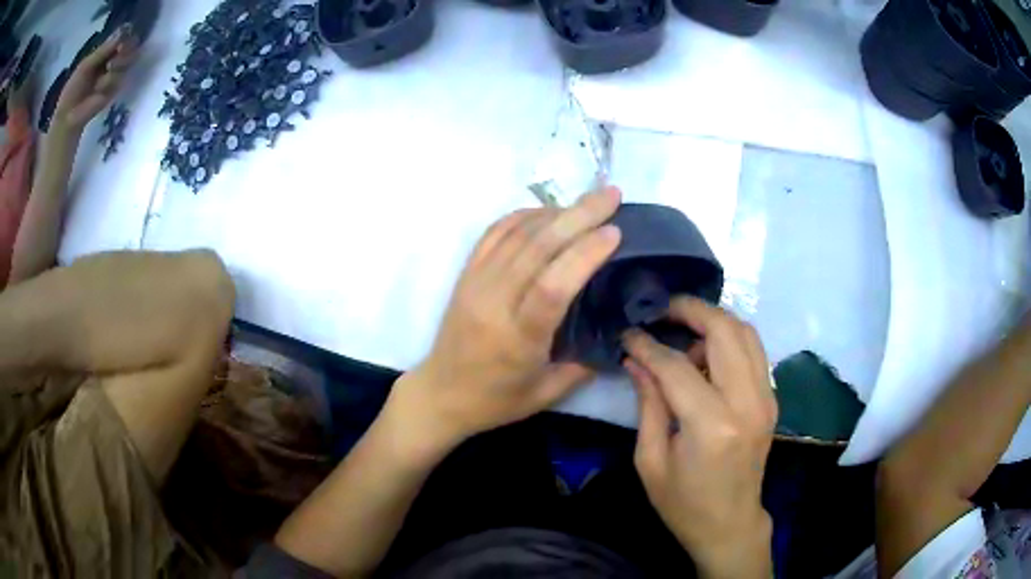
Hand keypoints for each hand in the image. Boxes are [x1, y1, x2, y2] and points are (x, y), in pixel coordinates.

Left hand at [53, 25, 138, 133]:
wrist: (68, 117)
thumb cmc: (72, 90)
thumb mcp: (85, 65)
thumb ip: (102, 51)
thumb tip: (121, 35)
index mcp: (103, 54)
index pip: (119, 39)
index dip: (123, 36)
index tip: (123, 36)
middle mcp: (111, 61)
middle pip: (128, 47)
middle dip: (126, 48)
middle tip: (119, 51)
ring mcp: (113, 76)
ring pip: (127, 61)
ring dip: (119, 64)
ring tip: (106, 72)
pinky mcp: (114, 91)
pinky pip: (119, 79)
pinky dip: (109, 82)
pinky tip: (100, 90)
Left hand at [387, 187, 622, 451]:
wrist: (440, 393)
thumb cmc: (495, 400)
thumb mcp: (546, 394)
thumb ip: (583, 365)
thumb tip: (614, 331)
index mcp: (517, 338)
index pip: (553, 286)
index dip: (584, 253)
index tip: (614, 231)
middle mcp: (493, 303)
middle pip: (537, 248)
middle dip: (578, 215)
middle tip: (611, 195)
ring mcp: (475, 283)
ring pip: (516, 234)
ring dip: (555, 211)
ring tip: (587, 201)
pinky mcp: (465, 275)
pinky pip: (493, 234)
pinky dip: (522, 216)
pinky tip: (546, 211)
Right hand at [623, 297, 776, 578]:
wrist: (730, 525)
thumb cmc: (683, 504)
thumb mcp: (651, 460)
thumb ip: (648, 404)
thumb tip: (637, 360)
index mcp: (712, 425)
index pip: (677, 366)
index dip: (648, 345)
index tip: (628, 333)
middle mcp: (747, 402)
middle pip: (725, 330)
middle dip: (690, 309)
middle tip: (660, 311)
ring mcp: (766, 398)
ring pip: (745, 332)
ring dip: (713, 321)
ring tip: (682, 332)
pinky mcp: (771, 399)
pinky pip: (753, 351)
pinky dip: (729, 339)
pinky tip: (705, 353)